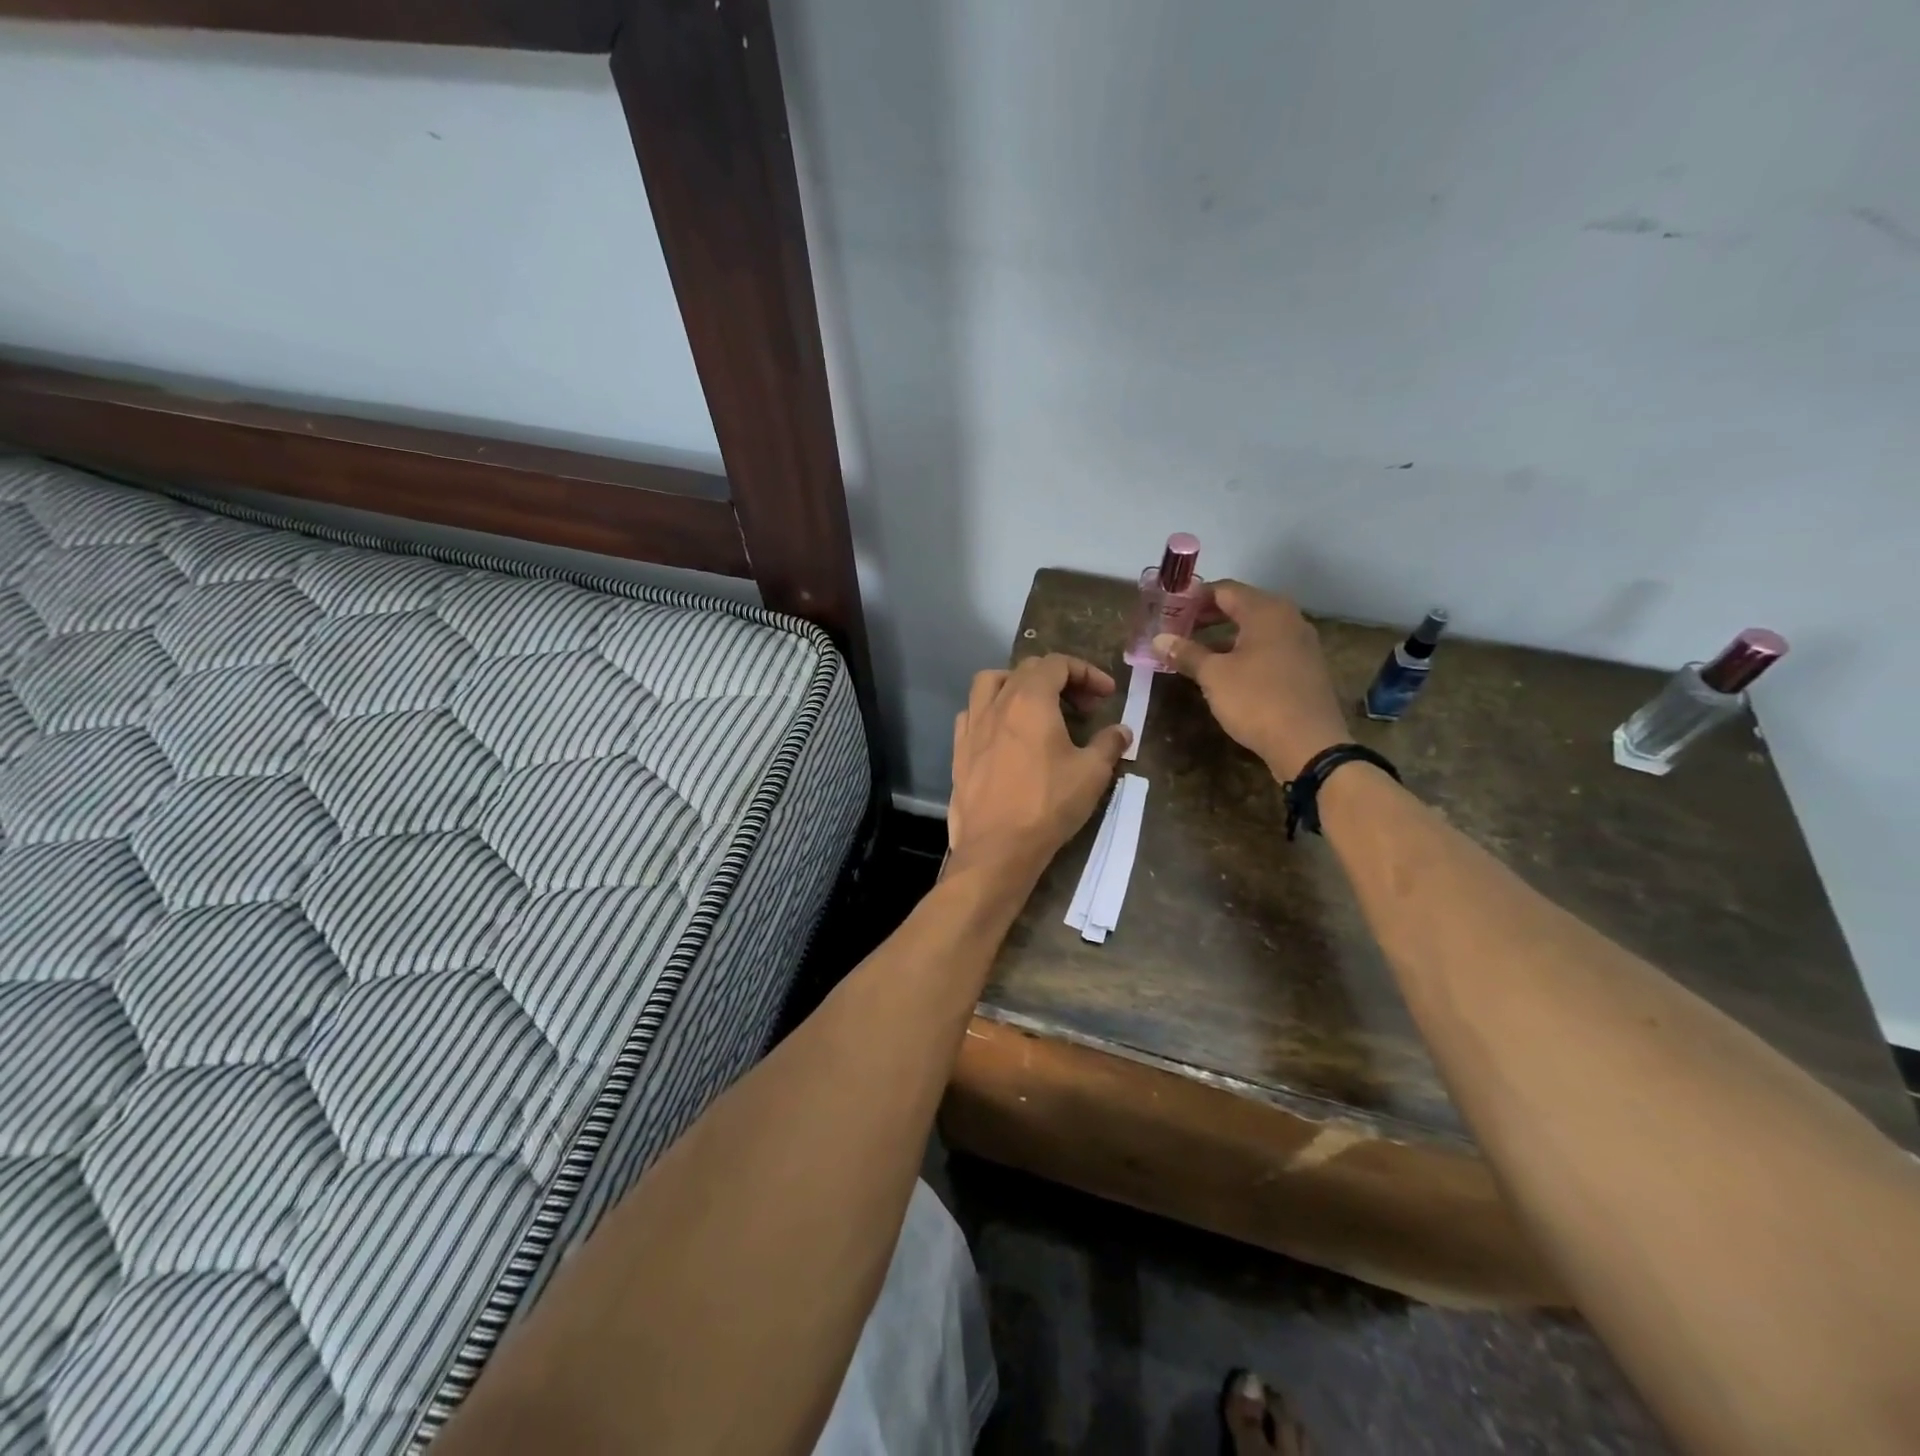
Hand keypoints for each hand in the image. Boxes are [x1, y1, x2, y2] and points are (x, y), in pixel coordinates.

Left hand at [948, 654, 1132, 881]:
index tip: (1106, 695)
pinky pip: (972, 714)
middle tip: (1083, 706)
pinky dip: (991, 711)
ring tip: (1037, 707)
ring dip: (1017, 685)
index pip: (1057, 664)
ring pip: (990, 683)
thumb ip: (1109, 744)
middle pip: (1026, 670)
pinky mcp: (958, 751)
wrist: (997, 847)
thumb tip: (1122, 731)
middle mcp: (996, 704)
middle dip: (1059, 679)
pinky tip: (1005, 733)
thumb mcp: (1091, 774)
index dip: (1086, 672)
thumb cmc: (1048, 805)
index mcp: (1030, 700)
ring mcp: (972, 726)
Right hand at [1153, 581, 1350, 780]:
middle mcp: (1288, 619)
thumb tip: (1159, 639)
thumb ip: (1186, 653)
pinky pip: (1268, 648)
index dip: (1193, 598)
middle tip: (1177, 629)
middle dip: (1207, 616)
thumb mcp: (1214, 676)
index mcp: (1266, 611)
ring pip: (1255, 629)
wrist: (1309, 744)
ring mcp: (1301, 643)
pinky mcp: (1305, 668)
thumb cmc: (1257, 700)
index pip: (1223, 590)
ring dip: (1224, 636)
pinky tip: (1226, 671)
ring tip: (1195, 651)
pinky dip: (1243, 652)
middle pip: (1241, 606)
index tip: (1168, 610)